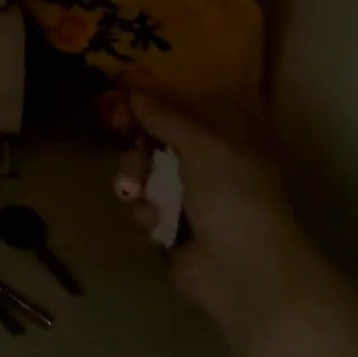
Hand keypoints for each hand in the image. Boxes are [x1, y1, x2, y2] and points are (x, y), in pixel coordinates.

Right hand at [103, 86, 317, 349]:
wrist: (243, 273)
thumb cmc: (232, 197)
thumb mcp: (201, 144)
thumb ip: (164, 114)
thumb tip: (132, 84)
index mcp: (227, 136)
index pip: (183, 102)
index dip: (152, 93)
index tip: (120, 84)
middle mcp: (208, 160)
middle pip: (157, 133)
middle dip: (134, 131)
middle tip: (114, 124)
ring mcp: (188, 193)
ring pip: (143, 166)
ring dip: (134, 172)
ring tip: (135, 189)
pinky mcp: (170, 223)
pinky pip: (142, 200)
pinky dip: (142, 206)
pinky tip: (149, 216)